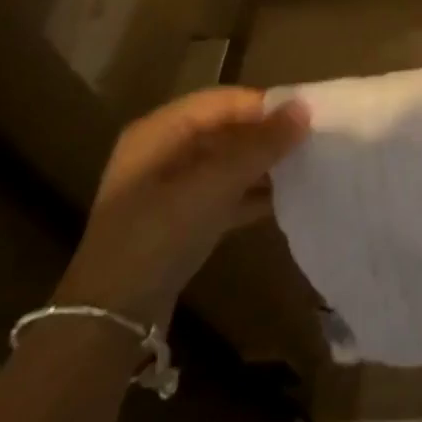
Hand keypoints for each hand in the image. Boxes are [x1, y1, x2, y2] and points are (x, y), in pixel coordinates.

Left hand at [57, 89, 309, 325]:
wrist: (109, 320)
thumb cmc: (159, 234)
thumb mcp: (214, 184)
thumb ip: (261, 145)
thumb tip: (304, 108)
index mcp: (160, 131)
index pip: (222, 101)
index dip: (264, 105)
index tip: (306, 117)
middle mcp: (162, 152)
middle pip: (226, 129)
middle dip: (266, 135)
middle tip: (311, 141)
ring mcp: (168, 190)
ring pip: (227, 163)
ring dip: (263, 165)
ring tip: (306, 167)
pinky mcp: (178, 222)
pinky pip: (223, 194)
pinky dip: (250, 194)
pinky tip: (285, 200)